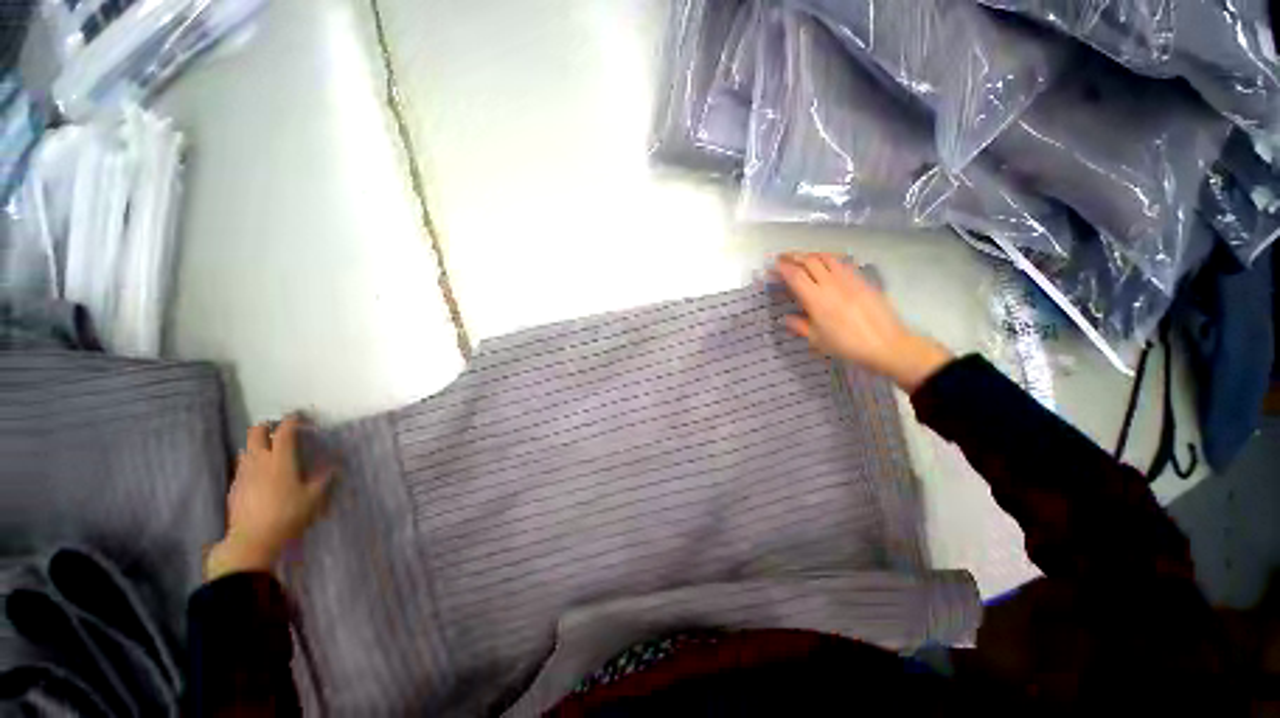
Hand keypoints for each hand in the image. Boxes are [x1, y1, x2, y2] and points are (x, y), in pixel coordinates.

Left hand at [206, 415, 334, 579]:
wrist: (252, 539)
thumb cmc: (288, 515)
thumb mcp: (314, 498)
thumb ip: (323, 478)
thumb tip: (333, 465)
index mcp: (281, 459)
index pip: (284, 431)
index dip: (292, 420)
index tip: (299, 416)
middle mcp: (259, 460)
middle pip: (256, 433)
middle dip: (267, 427)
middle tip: (280, 430)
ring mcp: (243, 472)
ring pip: (246, 448)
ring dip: (257, 444)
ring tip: (270, 450)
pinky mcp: (235, 485)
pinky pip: (242, 464)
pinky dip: (251, 460)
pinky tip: (260, 473)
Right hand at [774, 252, 951, 391]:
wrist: (886, 344)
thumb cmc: (847, 345)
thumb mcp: (817, 340)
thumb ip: (799, 326)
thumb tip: (785, 318)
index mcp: (816, 299)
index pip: (795, 276)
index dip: (781, 268)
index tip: (772, 266)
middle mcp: (831, 284)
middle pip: (809, 261)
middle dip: (793, 257)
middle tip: (782, 258)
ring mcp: (849, 279)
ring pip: (827, 257)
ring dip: (811, 254)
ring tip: (802, 257)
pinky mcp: (862, 280)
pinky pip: (842, 262)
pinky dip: (829, 259)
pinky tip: (826, 263)